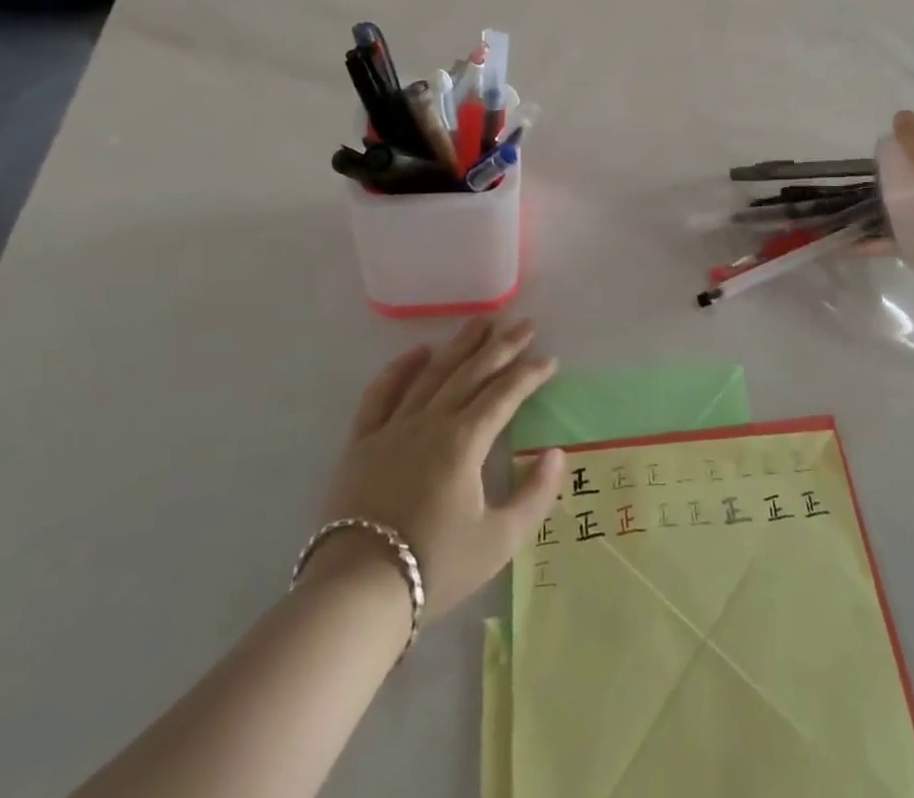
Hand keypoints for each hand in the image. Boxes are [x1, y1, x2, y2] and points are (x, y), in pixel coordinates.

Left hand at [312, 319, 564, 617]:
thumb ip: (534, 495)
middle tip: (524, 324)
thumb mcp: (498, 541)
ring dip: (459, 345)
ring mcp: (393, 428)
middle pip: (472, 373)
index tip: (549, 359)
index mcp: (465, 441)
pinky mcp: (362, 442)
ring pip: (432, 374)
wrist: (358, 592)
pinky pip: (380, 395)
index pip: (505, 395)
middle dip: (502, 347)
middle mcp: (431, 422)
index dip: (530, 374)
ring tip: (481, 321)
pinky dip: (399, 369)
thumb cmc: (435, 566)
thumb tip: (556, 454)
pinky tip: (417, 352)